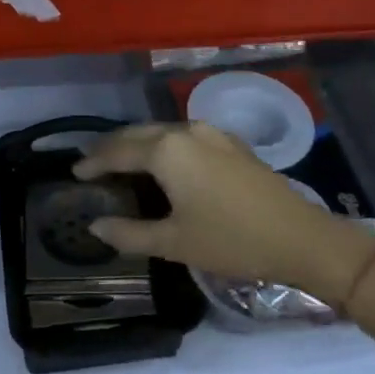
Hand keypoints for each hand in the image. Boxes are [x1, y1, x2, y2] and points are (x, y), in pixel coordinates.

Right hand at [75, 122, 374, 307]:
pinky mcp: (230, 142)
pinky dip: (163, 146)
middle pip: (138, 133)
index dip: (94, 162)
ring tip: (122, 162)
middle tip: (92, 163)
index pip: (118, 151)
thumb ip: (130, 232)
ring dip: (139, 143)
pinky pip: (183, 137)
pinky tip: (163, 164)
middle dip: (113, 146)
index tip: (74, 172)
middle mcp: (185, 130)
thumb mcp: (174, 243)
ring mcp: (211, 133)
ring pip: (162, 131)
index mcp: (166, 150)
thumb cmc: (231, 241)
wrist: (300, 237)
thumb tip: (96, 226)